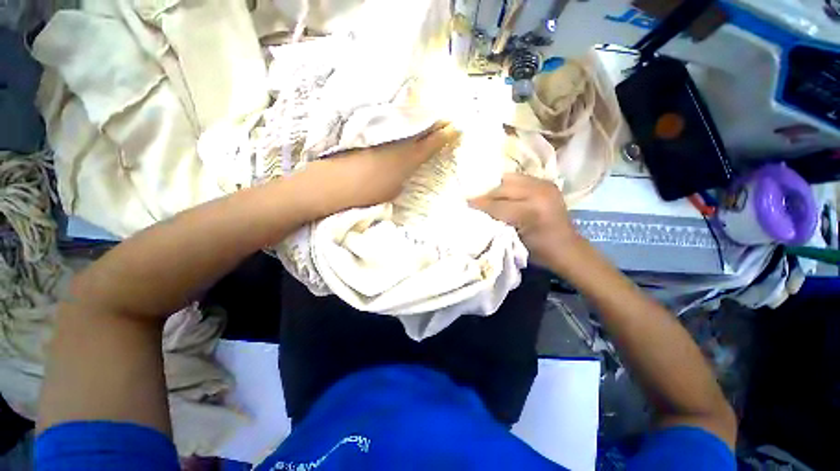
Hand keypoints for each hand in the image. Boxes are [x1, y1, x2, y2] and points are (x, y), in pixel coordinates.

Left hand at [304, 122, 460, 212]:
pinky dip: (401, 123)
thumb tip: (406, 169)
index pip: (432, 143)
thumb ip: (403, 177)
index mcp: (408, 159)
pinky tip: (403, 121)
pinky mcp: (369, 133)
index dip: (446, 134)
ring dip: (419, 120)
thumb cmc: (366, 194)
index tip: (457, 126)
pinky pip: (391, 124)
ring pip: (407, 123)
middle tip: (447, 117)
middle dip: (436, 122)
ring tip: (429, 118)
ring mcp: (383, 135)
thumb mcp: (392, 190)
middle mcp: (398, 142)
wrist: (332, 184)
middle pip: (422, 127)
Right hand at [469, 173, 581, 265]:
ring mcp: (545, 185)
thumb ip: (495, 224)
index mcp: (530, 212)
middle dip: (486, 195)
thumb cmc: (539, 252)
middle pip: (502, 188)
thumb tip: (476, 213)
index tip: (465, 204)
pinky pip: (519, 179)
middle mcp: (539, 193)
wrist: (567, 248)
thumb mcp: (513, 242)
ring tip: (488, 197)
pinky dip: (508, 185)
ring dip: (496, 189)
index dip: (479, 204)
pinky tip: (503, 194)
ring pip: (509, 180)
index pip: (496, 204)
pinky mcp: (546, 183)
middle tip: (474, 201)